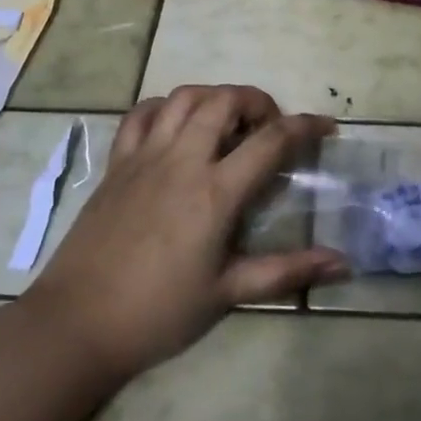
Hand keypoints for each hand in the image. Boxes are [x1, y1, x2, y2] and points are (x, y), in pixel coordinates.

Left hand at [26, 85, 345, 384]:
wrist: (77, 324)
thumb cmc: (158, 313)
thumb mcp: (228, 293)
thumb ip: (287, 271)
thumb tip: (343, 263)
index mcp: (215, 192)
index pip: (271, 140)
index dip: (306, 126)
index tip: (326, 127)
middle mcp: (182, 160)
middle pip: (225, 100)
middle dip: (257, 101)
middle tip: (270, 127)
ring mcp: (144, 156)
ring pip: (184, 97)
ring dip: (215, 96)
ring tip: (228, 121)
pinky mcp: (117, 163)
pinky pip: (141, 114)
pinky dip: (165, 106)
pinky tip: (176, 124)